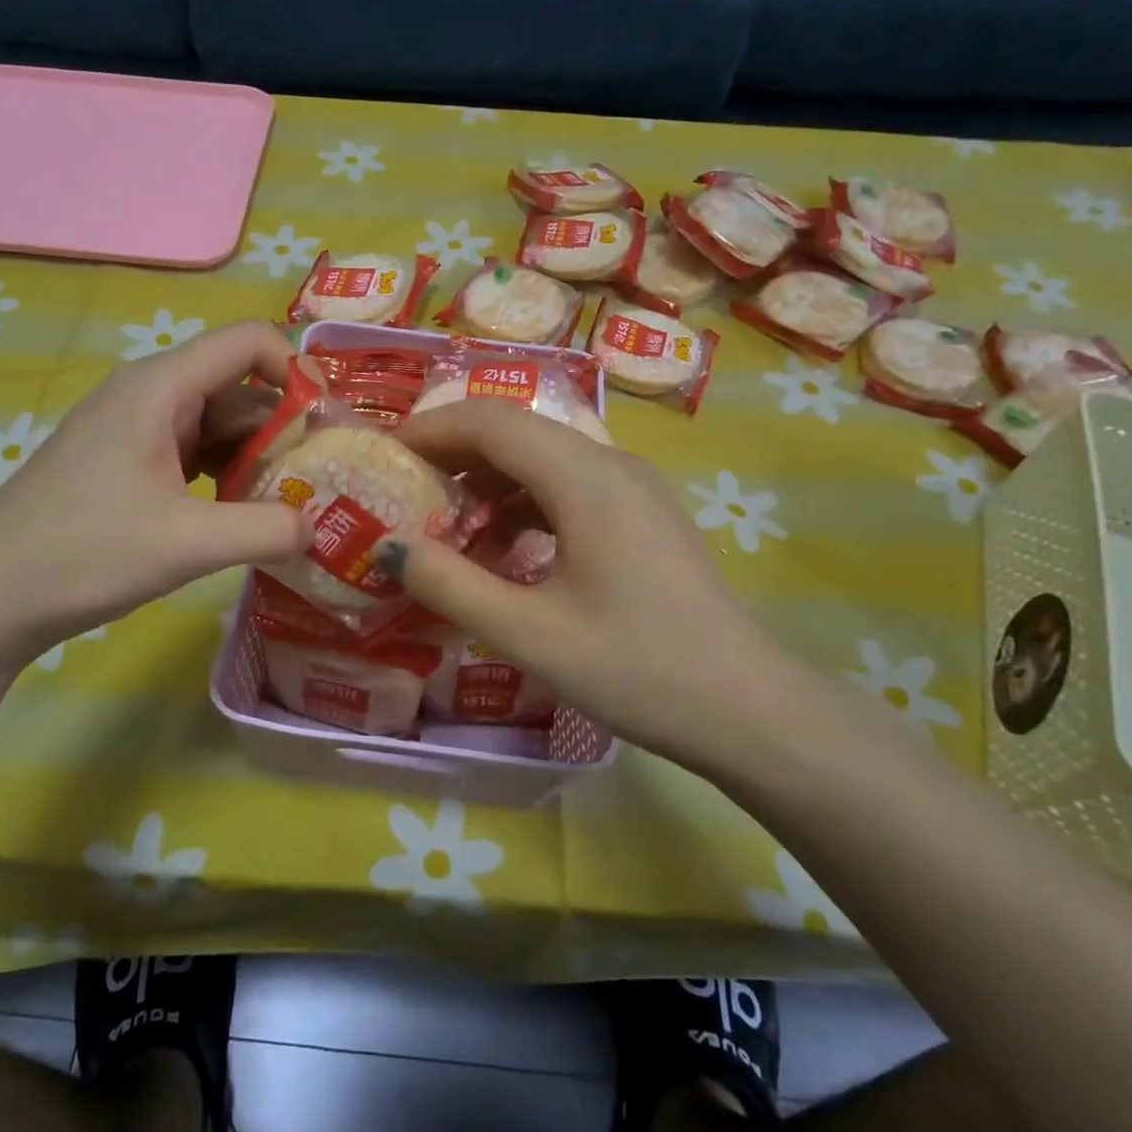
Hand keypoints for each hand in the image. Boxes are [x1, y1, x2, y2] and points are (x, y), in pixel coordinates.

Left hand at [0, 321, 310, 663]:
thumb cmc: (83, 552)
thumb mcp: (187, 543)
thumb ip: (266, 529)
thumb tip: (317, 525)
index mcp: (161, 387)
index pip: (250, 342)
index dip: (299, 372)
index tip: (327, 428)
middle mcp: (151, 394)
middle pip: (240, 387)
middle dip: (285, 428)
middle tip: (321, 483)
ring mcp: (136, 429)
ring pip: (219, 424)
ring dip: (258, 458)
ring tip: (289, 504)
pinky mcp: (128, 462)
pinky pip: (195, 452)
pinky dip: (227, 476)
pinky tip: (242, 515)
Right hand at [392, 400, 816, 771]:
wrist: (749, 709)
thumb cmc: (638, 670)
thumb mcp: (529, 635)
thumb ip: (450, 585)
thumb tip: (388, 547)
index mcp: (585, 479)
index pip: (491, 421)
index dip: (430, 430)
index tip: (382, 455)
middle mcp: (611, 464)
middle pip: (515, 432)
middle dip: (452, 454)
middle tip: (402, 492)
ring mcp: (633, 488)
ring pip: (541, 459)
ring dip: (486, 481)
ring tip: (445, 527)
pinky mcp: (641, 515)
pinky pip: (566, 488)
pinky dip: (521, 505)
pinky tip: (502, 550)